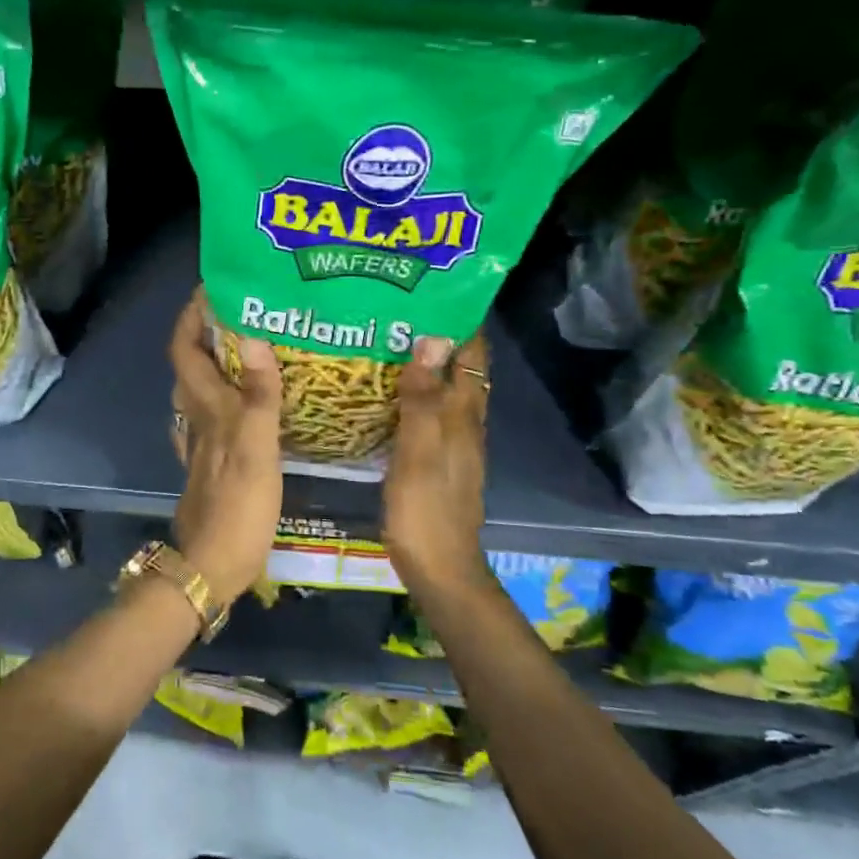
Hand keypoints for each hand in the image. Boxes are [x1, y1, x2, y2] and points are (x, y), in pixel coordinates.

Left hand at [168, 289, 282, 600]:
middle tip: (247, 311)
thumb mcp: (257, 447)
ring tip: (256, 346)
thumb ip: (259, 393)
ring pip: (203, 389)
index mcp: (205, 407)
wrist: (212, 565)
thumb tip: (253, 334)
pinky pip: (215, 415)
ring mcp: (201, 441)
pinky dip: (228, 396)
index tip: (213, 287)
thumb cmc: (238, 506)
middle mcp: (196, 417)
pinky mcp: (212, 462)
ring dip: (220, 362)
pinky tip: (250, 400)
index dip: (191, 316)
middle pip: (191, 363)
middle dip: (209, 331)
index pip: (184, 348)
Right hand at [382, 332, 488, 584]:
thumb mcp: (419, 451)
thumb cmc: (426, 509)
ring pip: (443, 390)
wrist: (439, 568)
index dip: (461, 322)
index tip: (434, 290)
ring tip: (387, 338)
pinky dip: (414, 392)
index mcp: (464, 416)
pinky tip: (386, 391)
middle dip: (438, 336)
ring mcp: (452, 443)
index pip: (472, 356)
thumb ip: (423, 398)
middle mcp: (464, 423)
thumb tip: (430, 339)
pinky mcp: (437, 459)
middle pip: (460, 369)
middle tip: (398, 308)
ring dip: (425, 363)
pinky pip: (428, 412)